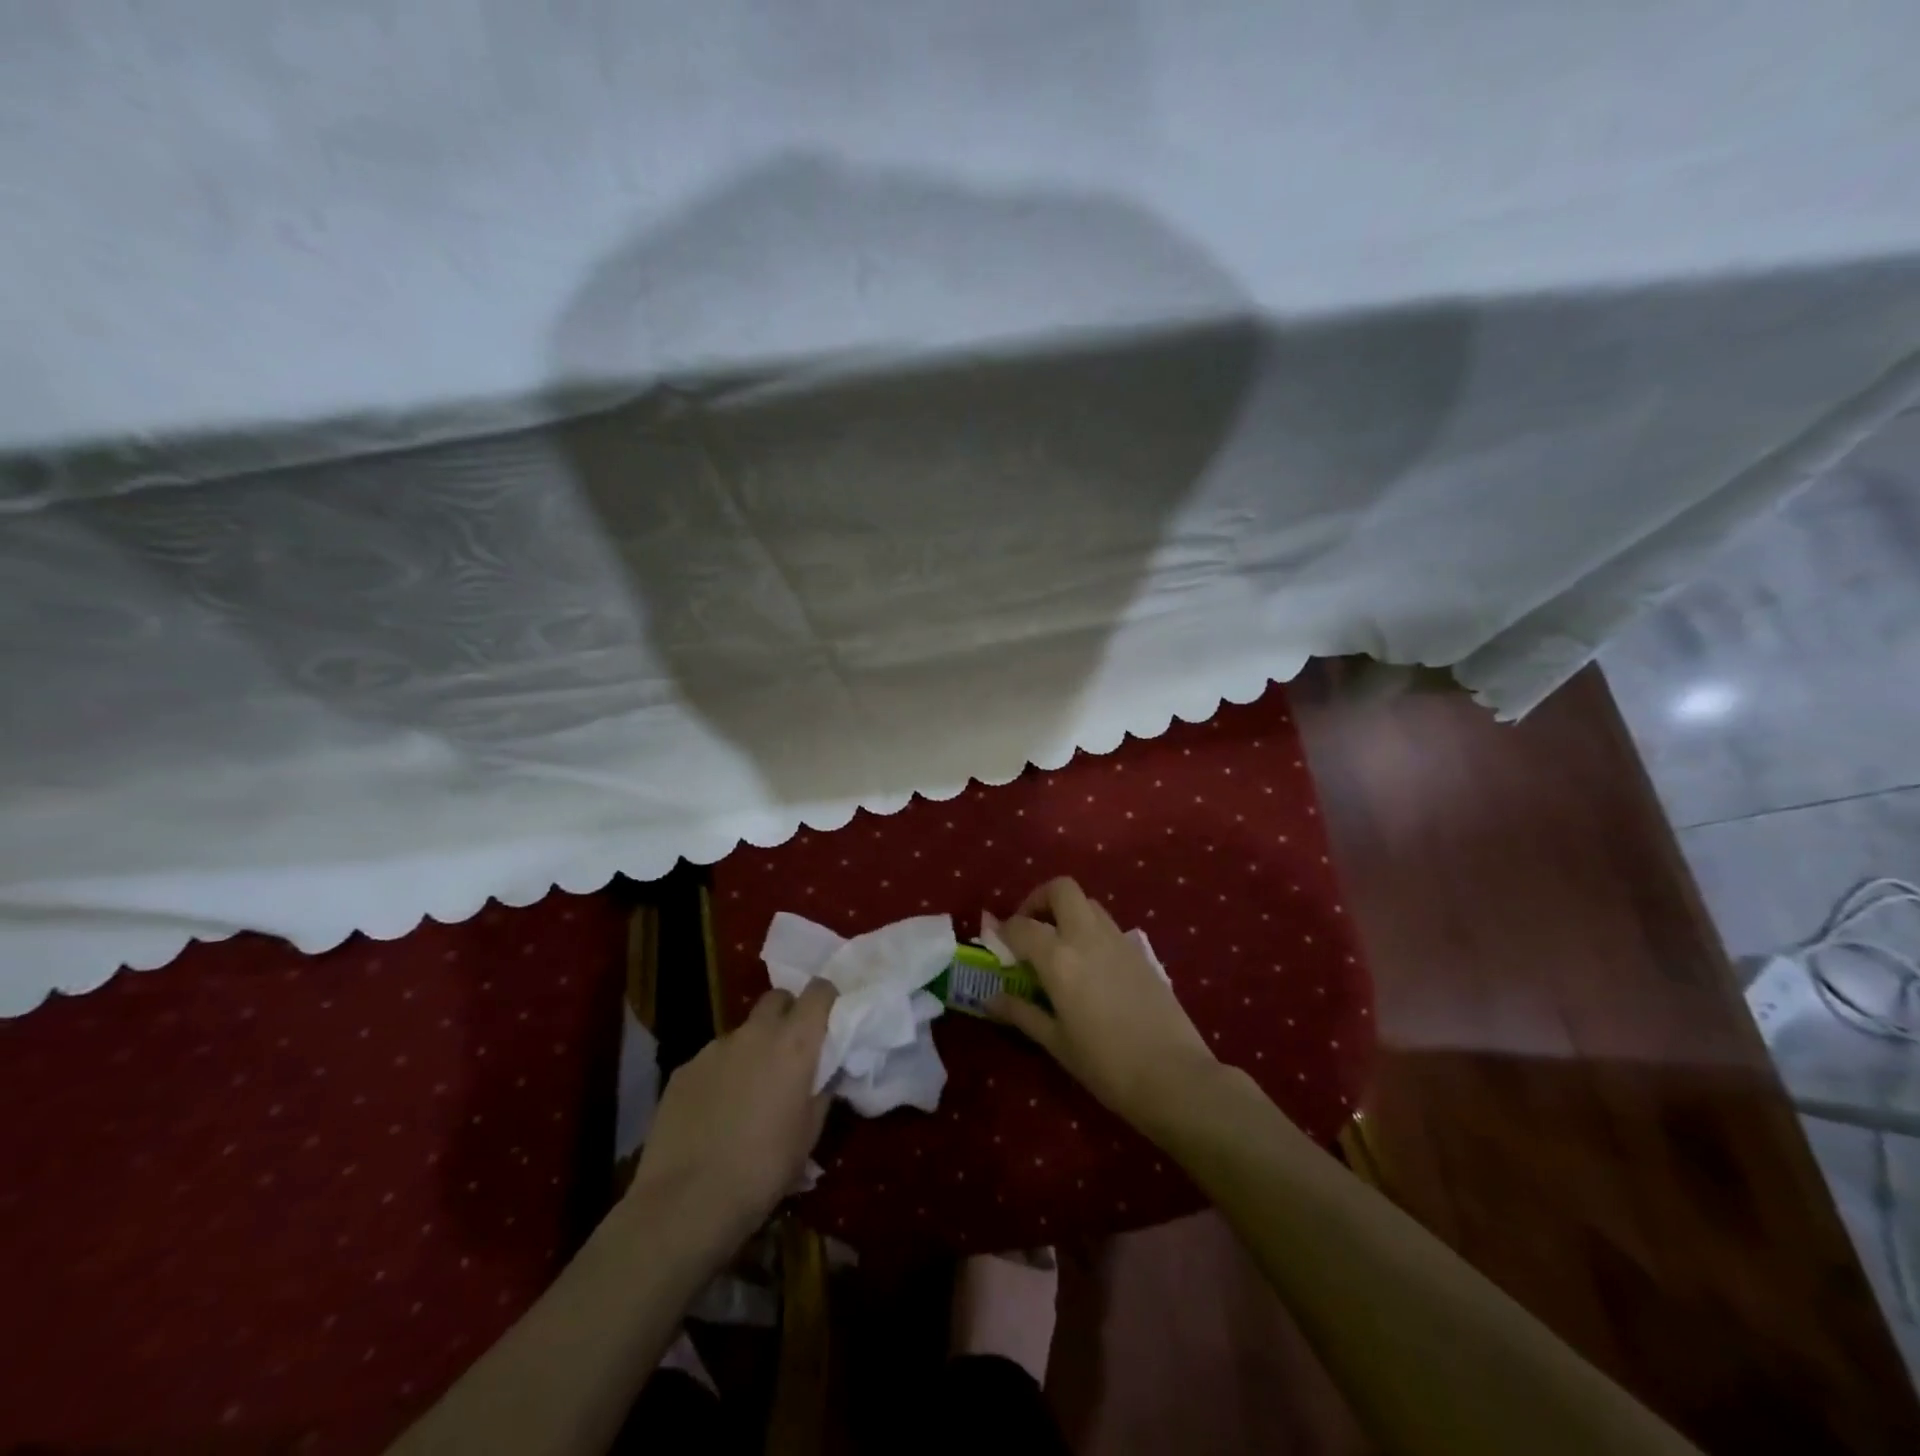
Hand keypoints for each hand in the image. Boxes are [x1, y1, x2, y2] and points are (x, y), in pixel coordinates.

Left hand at [629, 981, 836, 1253]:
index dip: (826, 999)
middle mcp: (755, 1032)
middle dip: (787, 1014)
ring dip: (753, 1050)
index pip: (819, 991)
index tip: (829, 1020)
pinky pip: (712, 1060)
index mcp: (795, 1043)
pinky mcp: (683, 1069)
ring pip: (743, 1033)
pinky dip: (721, 1074)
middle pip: (777, 999)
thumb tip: (826, 1073)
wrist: (686, 1202)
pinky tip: (714, 1113)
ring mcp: (714, 1047)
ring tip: (748, 1093)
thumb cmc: (764, 1168)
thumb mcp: (810, 1134)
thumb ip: (822, 1091)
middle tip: (791, 1051)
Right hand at [989, 877, 1221, 1136]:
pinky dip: (1090, 930)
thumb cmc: (1106, 1065)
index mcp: (1059, 958)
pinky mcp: (1140, 952)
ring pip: (1087, 903)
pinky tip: (1089, 966)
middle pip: (1061, 889)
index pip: (1021, 926)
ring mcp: (1118, 940)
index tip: (997, 943)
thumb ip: (1021, 1012)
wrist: (1175, 1076)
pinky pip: (1107, 925)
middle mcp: (1087, 936)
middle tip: (1030, 927)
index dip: (1003, 931)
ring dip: (1067, 913)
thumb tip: (991, 998)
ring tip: (1058, 946)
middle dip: (1039, 899)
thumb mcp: (1056, 1042)